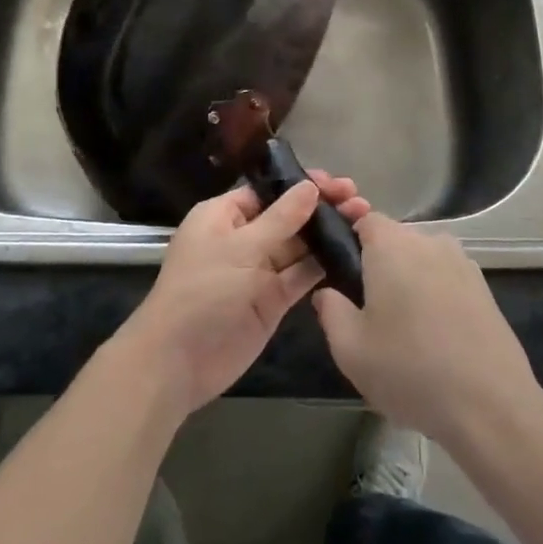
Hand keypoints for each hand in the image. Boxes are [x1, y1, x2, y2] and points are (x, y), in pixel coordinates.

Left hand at [118, 172, 369, 416]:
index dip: (300, 185)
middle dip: (320, 208)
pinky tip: (352, 253)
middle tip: (358, 200)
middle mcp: (242, 238)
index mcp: (224, 216)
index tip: (335, 183)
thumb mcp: (240, 249)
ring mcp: (259, 271)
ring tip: (364, 221)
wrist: (178, 361)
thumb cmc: (202, 292)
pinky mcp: (272, 300)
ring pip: (298, 246)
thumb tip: (309, 188)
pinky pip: (301, 276)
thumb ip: (280, 219)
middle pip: (287, 216)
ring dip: (326, 234)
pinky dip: (323, 265)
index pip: (267, 192)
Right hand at [312, 215, 542, 448]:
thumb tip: (328, 292)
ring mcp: (462, 263)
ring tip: (402, 325)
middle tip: (367, 307)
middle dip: (378, 263)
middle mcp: (429, 242)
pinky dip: (435, 296)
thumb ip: (330, 311)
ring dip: (409, 280)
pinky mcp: (485, 289)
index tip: (339, 268)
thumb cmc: (410, 370)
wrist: (491, 406)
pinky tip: (434, 336)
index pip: (364, 218)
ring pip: (423, 260)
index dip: (349, 237)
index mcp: (392, 245)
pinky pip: (447, 279)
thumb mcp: (350, 349)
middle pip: (395, 239)